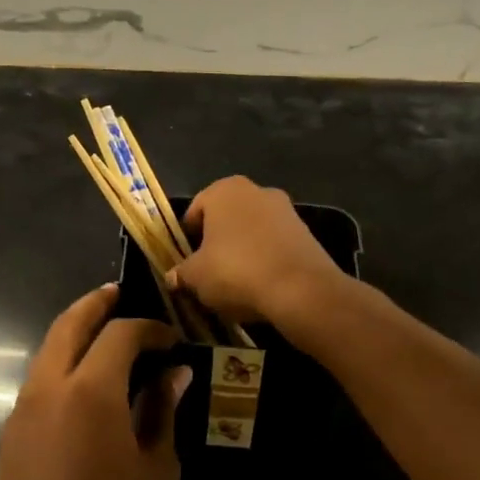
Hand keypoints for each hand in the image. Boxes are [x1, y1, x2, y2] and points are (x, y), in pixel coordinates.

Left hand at [0, 285, 188, 479]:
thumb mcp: (157, 472)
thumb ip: (162, 412)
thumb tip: (174, 374)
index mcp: (90, 392)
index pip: (119, 334)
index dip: (148, 328)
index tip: (170, 339)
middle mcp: (48, 389)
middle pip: (68, 325)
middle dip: (95, 305)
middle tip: (119, 296)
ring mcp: (21, 413)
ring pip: (47, 352)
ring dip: (74, 335)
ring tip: (105, 337)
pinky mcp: (9, 437)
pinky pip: (37, 383)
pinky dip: (61, 367)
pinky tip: (85, 385)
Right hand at [167, 176, 345, 329]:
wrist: (301, 289)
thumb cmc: (236, 271)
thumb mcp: (196, 277)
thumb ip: (181, 273)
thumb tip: (173, 276)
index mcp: (224, 190)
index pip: (195, 211)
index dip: (187, 239)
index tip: (186, 263)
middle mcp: (256, 190)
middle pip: (226, 218)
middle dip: (217, 242)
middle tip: (209, 272)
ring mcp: (285, 209)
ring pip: (252, 231)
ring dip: (243, 250)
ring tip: (237, 283)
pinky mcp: (306, 232)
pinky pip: (275, 244)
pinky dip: (266, 259)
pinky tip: (262, 284)